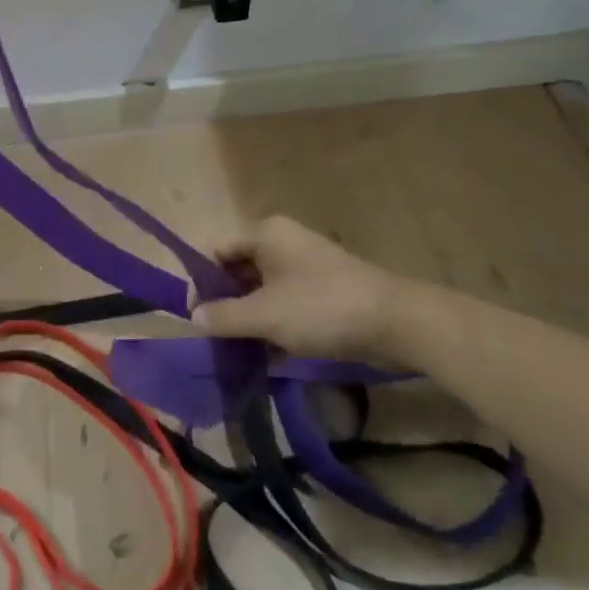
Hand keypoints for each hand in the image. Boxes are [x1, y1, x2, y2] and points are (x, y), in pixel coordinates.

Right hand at [192, 216, 404, 363]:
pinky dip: (275, 323)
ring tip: (239, 351)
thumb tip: (193, 316)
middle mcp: (283, 242)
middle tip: (216, 337)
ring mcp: (306, 265)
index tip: (198, 316)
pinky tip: (268, 355)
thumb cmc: (321, 307)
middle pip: (239, 268)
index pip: (218, 249)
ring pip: (263, 288)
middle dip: (226, 301)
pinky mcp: (324, 289)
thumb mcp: (265, 315)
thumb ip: (225, 316)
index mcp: (266, 234)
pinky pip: (286, 301)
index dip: (203, 280)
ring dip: (250, 317)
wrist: (395, 322)